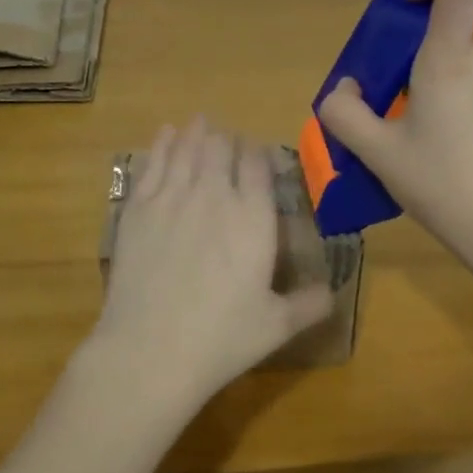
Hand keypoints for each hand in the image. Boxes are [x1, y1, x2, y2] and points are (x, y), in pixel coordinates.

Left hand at [92, 119, 333, 409]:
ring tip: (199, 122)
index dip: (258, 153)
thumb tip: (334, 293)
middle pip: (221, 147)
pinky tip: (165, 134)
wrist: (151, 350)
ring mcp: (172, 196)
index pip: (258, 164)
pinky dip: (162, 143)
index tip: (257, 155)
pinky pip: (153, 162)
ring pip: (187, 147)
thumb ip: (309, 304)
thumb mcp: (276, 326)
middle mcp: (215, 194)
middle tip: (227, 143)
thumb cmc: (221, 338)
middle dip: (227, 140)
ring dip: (196, 132)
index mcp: (253, 216)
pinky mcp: (138, 206)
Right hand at [317, 0, 472, 264]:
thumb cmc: (439, 185)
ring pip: (458, 67)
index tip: (404, 1)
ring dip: (430, 81)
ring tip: (412, 132)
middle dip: (410, 52)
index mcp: (446, 64)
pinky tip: (445, 149)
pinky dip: (453, 102)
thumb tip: (345, 89)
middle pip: (446, 35)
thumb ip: (343, 113)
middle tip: (385, 94)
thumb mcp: (375, 153)